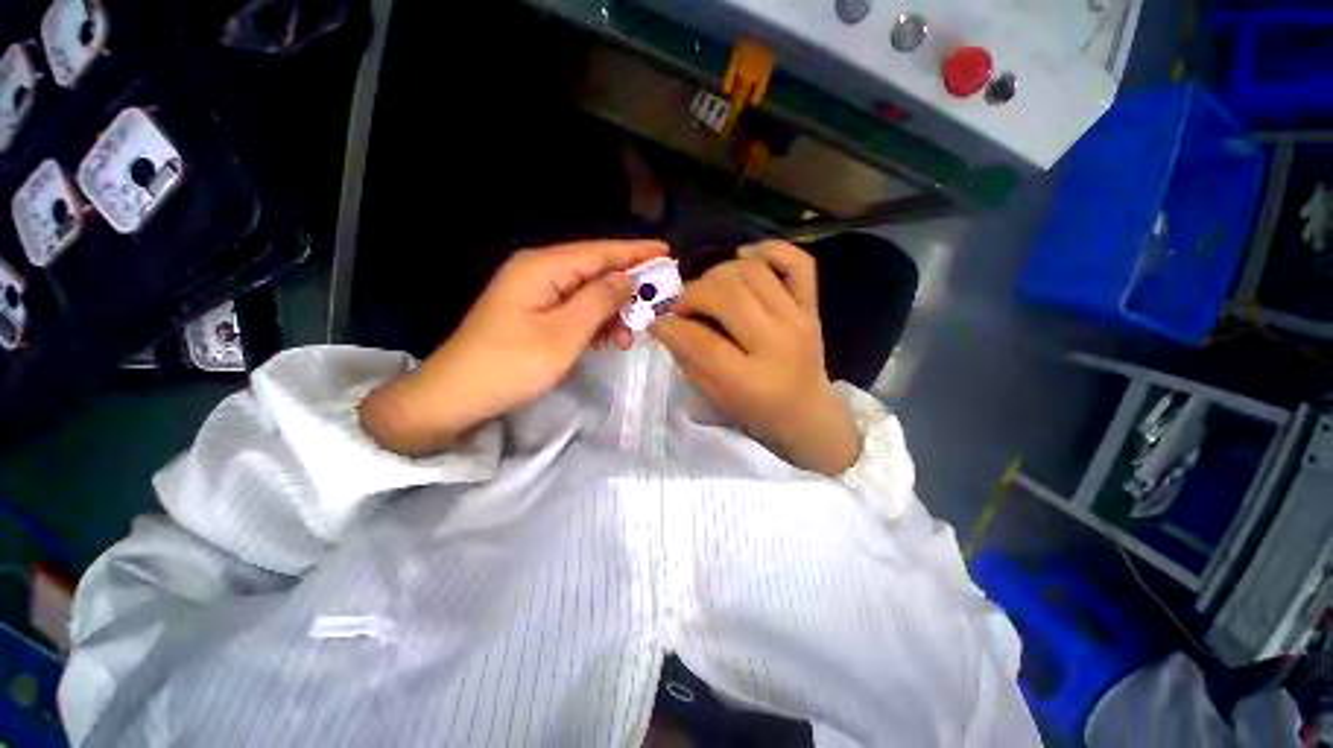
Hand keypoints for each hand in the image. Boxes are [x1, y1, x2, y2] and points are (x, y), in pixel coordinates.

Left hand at [360, 239, 667, 455]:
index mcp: (543, 267)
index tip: (668, 252)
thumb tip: (627, 279)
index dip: (636, 252)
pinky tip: (611, 338)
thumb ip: (599, 300)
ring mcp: (535, 293)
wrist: (457, 395)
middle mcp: (539, 271)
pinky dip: (595, 322)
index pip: (600, 252)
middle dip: (628, 286)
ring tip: (633, 333)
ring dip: (613, 311)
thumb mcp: (565, 333)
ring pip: (587, 293)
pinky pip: (574, 309)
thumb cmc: (513, 363)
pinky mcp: (533, 314)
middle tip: (658, 302)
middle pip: (594, 270)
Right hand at [651, 241, 860, 475]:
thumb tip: (664, 323)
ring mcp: (799, 320)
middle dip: (693, 294)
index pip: (702, 340)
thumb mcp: (714, 395)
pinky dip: (769, 250)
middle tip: (682, 306)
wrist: (806, 412)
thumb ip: (687, 357)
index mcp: (750, 379)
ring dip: (719, 273)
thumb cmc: (755, 410)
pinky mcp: (812, 307)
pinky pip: (798, 263)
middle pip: (728, 296)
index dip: (671, 326)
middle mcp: (777, 343)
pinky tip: (745, 256)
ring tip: (708, 289)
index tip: (658, 321)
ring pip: (753, 272)